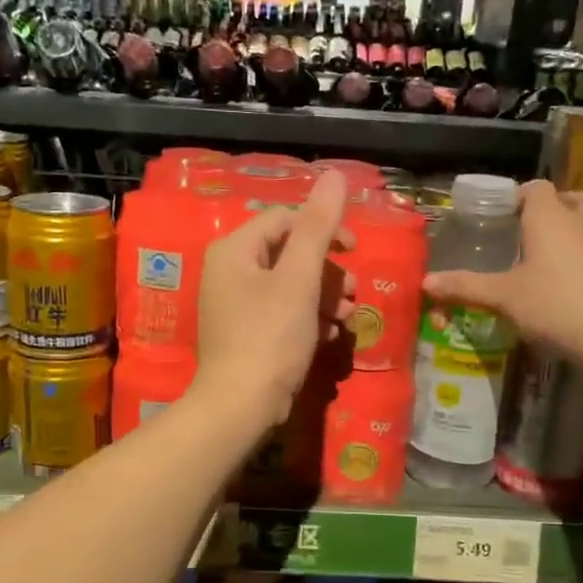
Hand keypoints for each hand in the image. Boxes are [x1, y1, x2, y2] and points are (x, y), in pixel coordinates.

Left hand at [192, 171, 356, 433]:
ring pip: (288, 284)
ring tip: (347, 315)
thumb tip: (335, 175)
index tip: (354, 252)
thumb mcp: (299, 278)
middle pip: (288, 252)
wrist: (239, 407)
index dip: (324, 230)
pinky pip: (280, 311)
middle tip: (352, 292)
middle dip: (326, 270)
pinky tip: (330, 334)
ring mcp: (233, 304)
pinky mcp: (243, 332)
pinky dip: (307, 317)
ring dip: (323, 295)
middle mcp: (227, 270)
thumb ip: (318, 226)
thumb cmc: (270, 336)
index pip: (284, 219)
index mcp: (234, 249)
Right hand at [423, 181, 582, 363]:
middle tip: (532, 223)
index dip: (519, 196)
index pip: (534, 189)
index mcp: (545, 219)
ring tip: (571, 214)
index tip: (505, 212)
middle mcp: (577, 218)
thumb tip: (424, 282)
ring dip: (582, 205)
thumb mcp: (503, 298)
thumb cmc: (553, 307)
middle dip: (549, 203)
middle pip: (564, 196)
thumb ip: (465, 287)